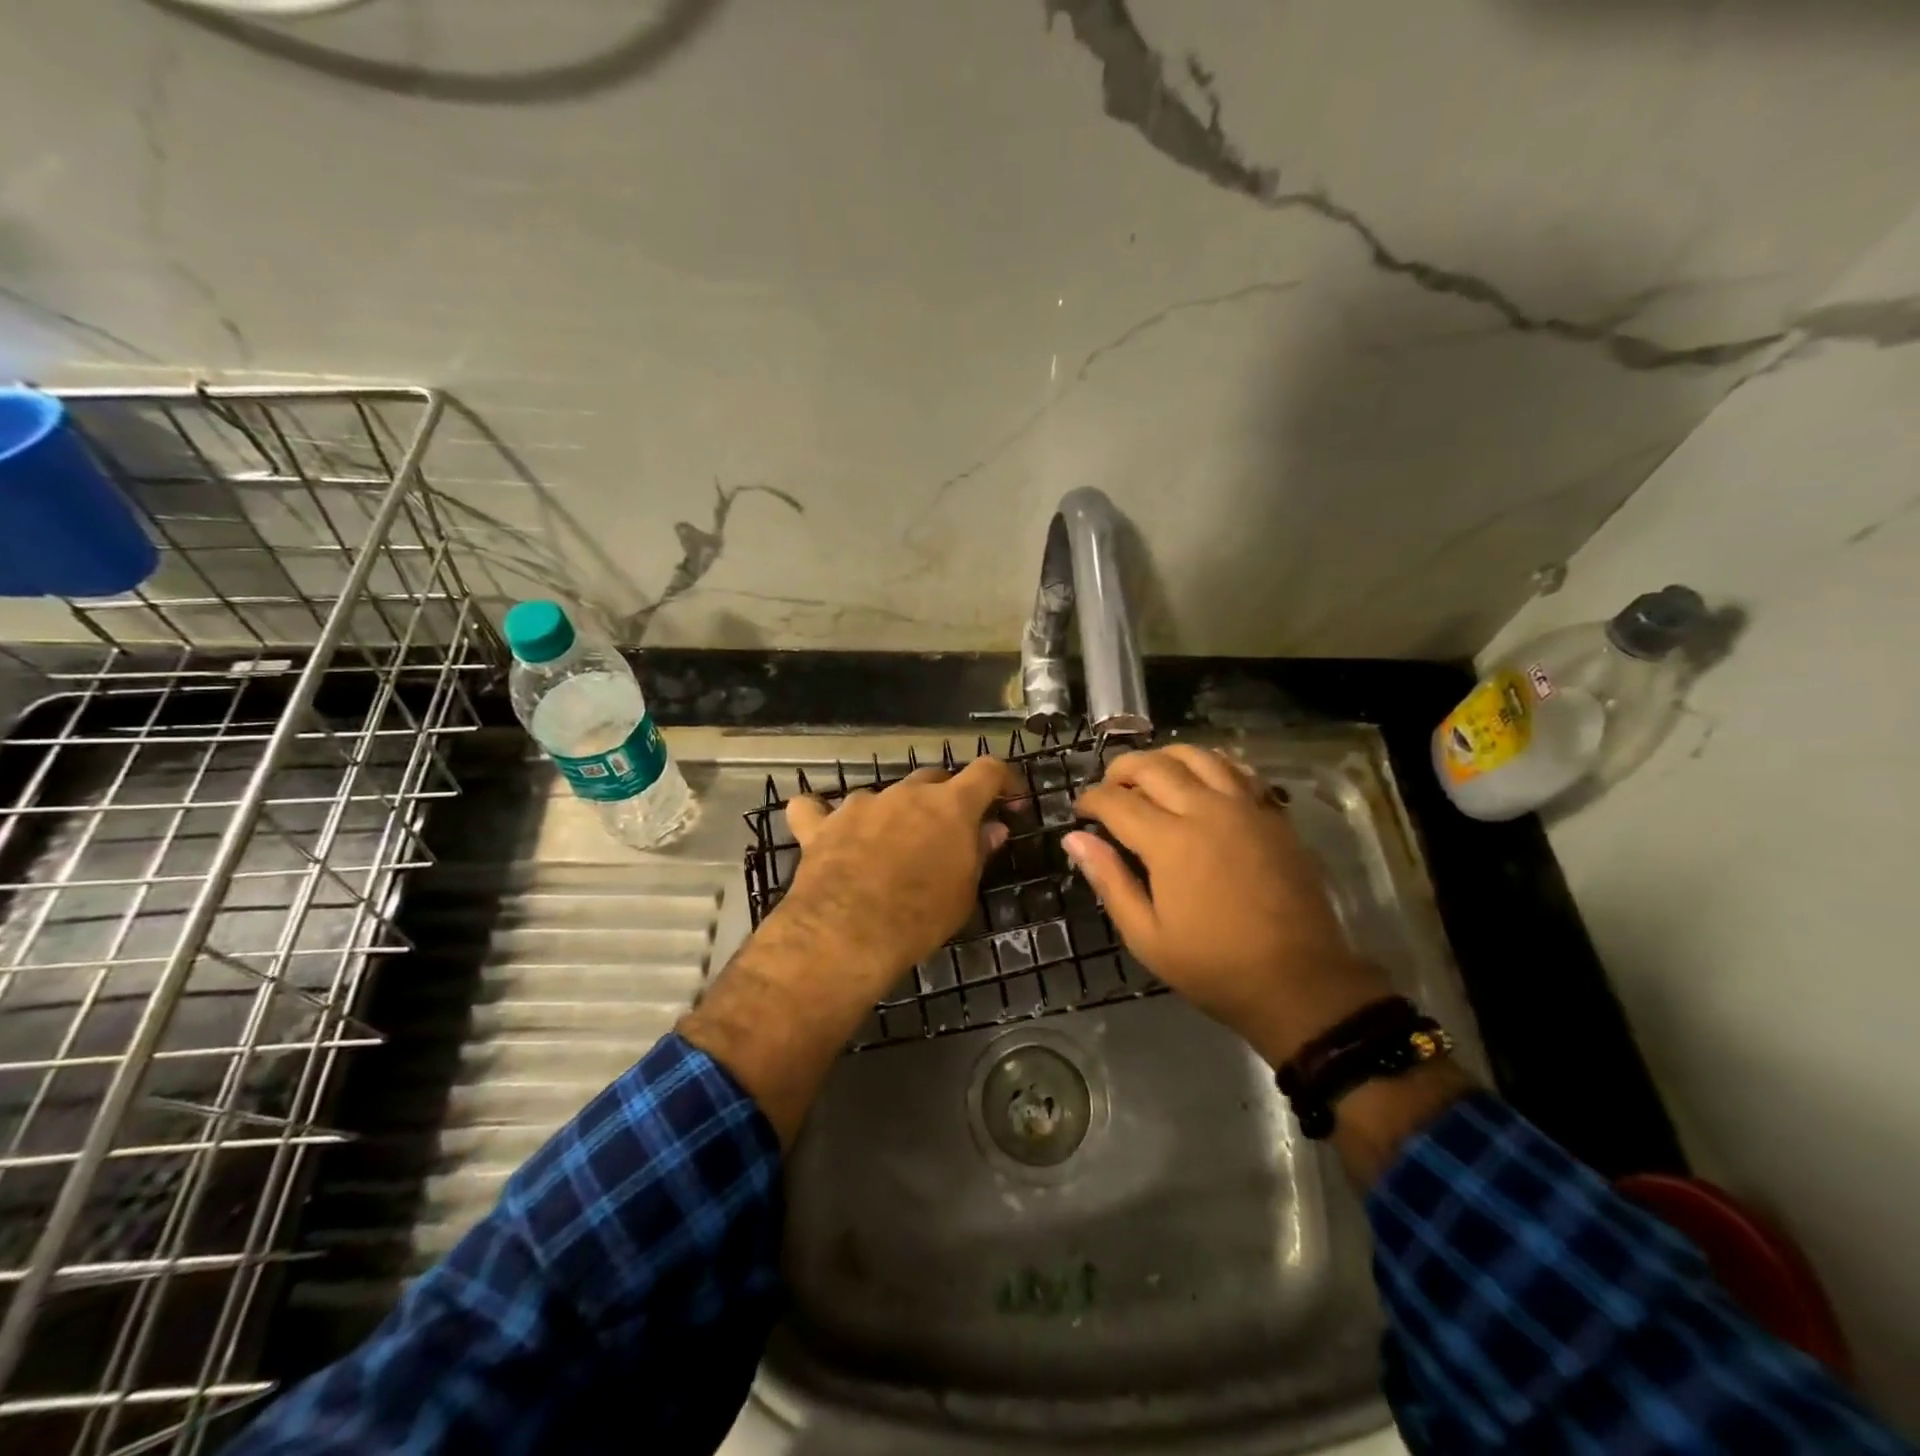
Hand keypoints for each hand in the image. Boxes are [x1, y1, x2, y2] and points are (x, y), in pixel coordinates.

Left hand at [776, 757, 1017, 996]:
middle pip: (933, 779)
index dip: (1003, 781)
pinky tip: (824, 830)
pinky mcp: (822, 825)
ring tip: (890, 846)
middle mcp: (906, 793)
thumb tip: (992, 829)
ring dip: (893, 813)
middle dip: (945, 799)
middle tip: (948, 833)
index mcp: (950, 805)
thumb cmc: (920, 917)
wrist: (847, 933)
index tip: (1009, 800)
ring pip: (884, 796)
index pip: (987, 771)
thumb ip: (977, 853)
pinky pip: (816, 809)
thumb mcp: (963, 893)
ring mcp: (861, 804)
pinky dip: (822, 816)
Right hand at [1066, 745, 1392, 1065]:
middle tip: (1109, 788)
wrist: (1298, 981)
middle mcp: (1206, 810)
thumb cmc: (1214, 966)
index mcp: (1170, 842)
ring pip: (1198, 756)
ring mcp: (1245, 807)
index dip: (1091, 800)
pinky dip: (1211, 763)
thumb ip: (1109, 881)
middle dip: (1122, 770)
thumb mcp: (1146, 936)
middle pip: (1154, 766)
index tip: (1080, 811)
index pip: (1117, 801)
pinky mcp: (1273, 815)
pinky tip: (1201, 778)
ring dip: (1165, 757)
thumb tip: (1074, 839)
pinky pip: (1238, 770)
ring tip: (1151, 776)